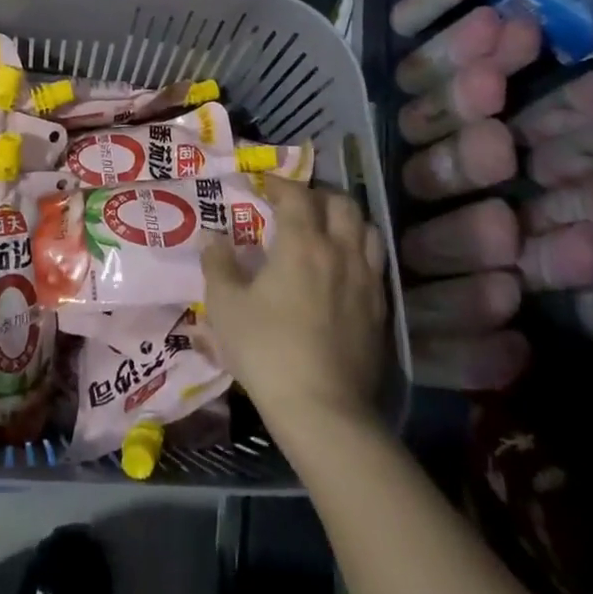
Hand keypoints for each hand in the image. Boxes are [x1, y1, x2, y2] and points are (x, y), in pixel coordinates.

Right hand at [201, 176, 388, 431]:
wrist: (323, 410)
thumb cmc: (267, 351)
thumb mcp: (225, 307)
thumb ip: (217, 264)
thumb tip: (212, 236)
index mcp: (302, 243)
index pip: (296, 194)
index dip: (278, 183)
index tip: (261, 185)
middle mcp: (340, 251)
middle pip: (341, 203)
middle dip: (317, 195)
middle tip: (296, 204)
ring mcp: (366, 280)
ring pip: (367, 229)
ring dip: (345, 220)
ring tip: (325, 230)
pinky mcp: (380, 309)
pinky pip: (376, 263)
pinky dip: (360, 251)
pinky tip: (342, 269)